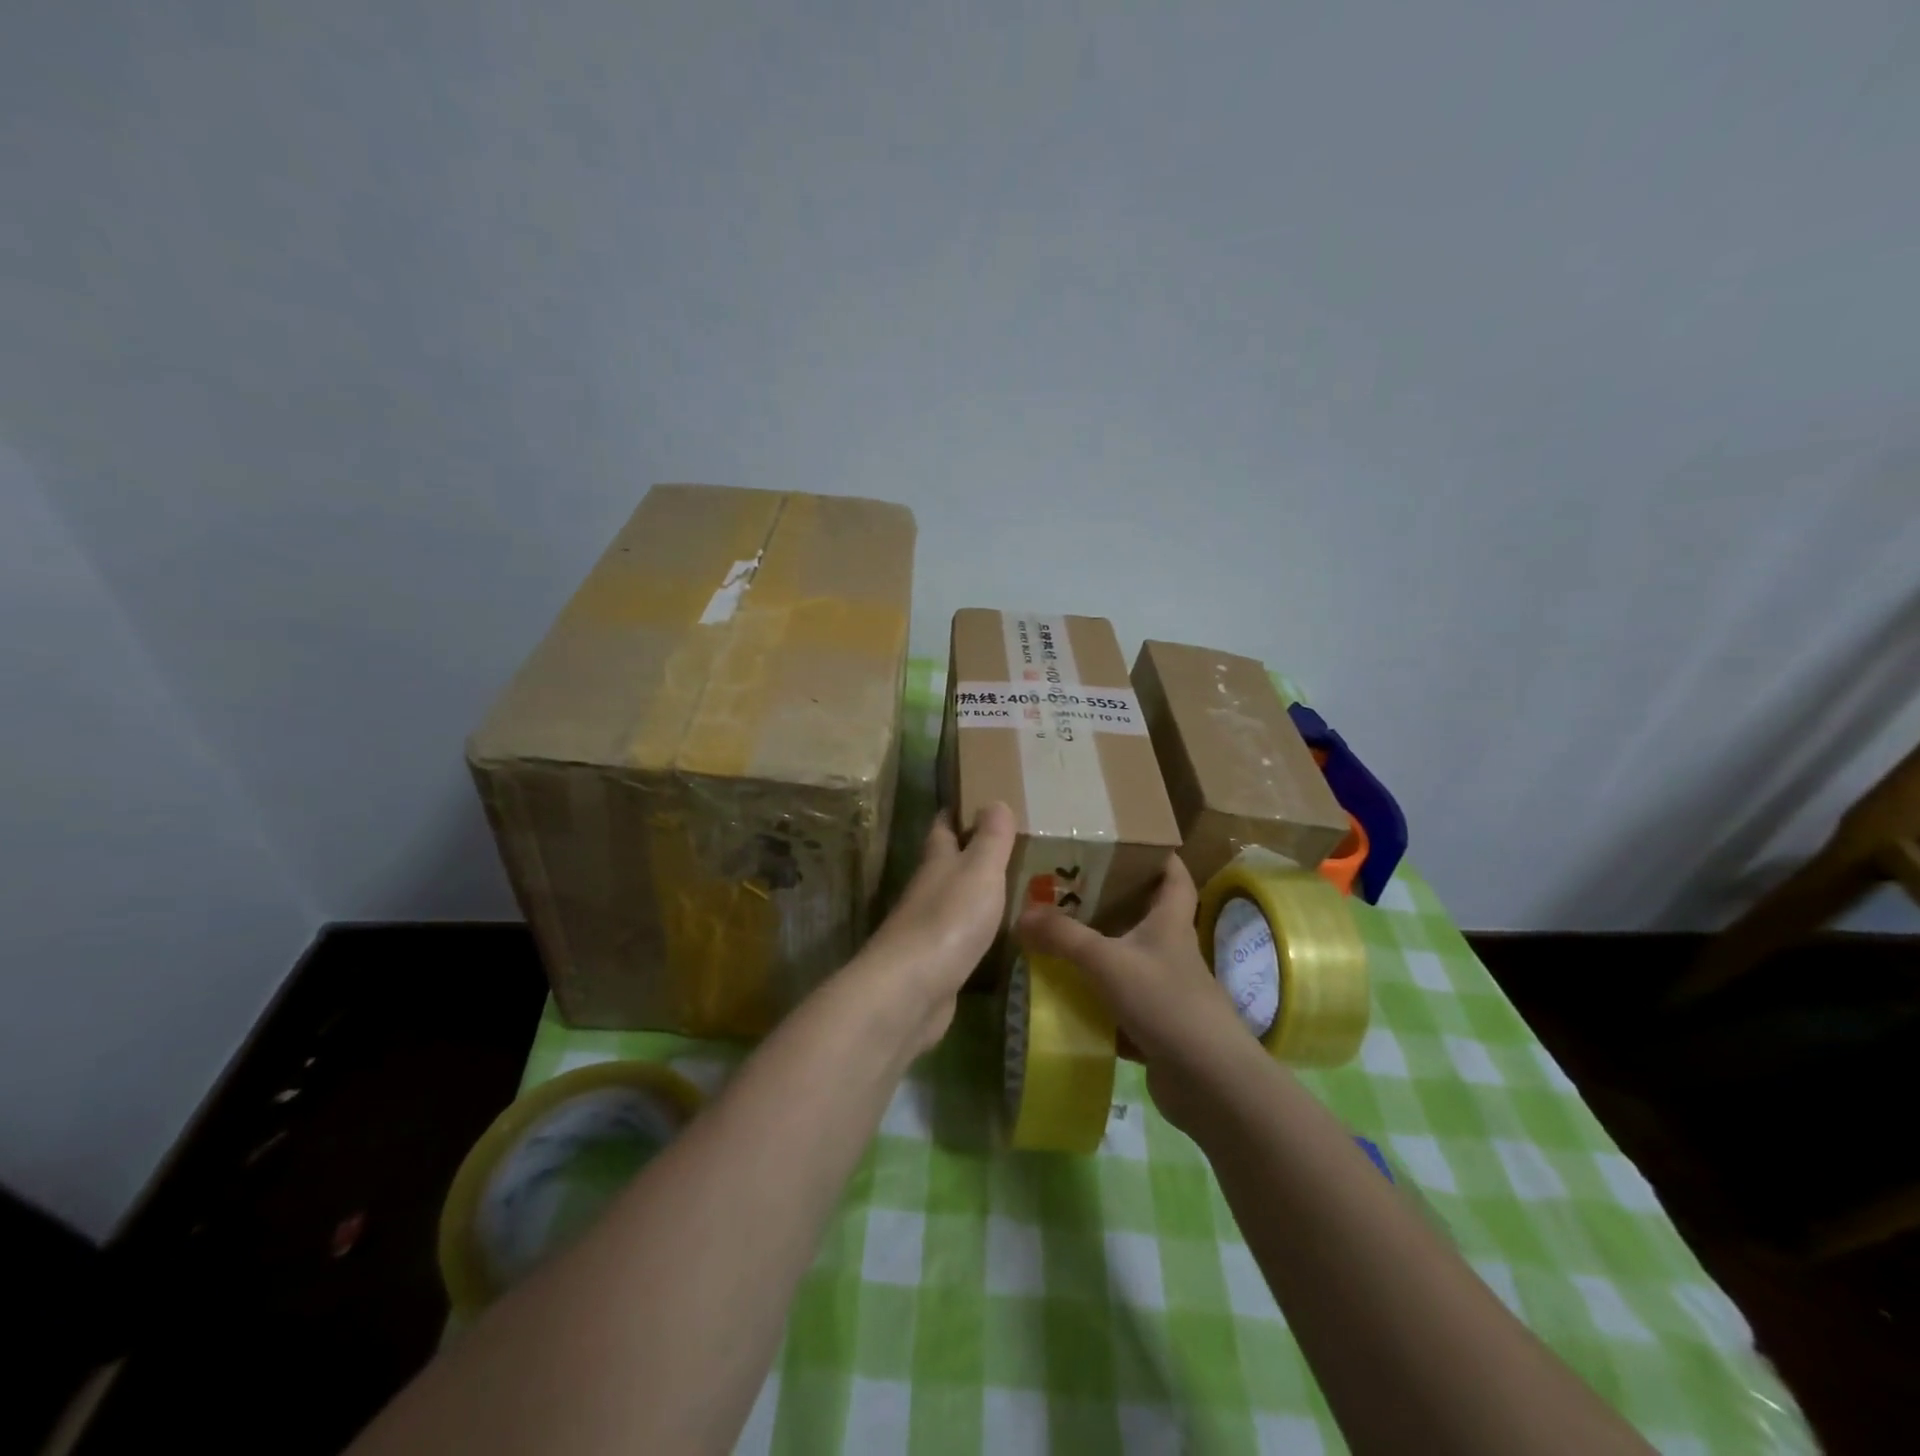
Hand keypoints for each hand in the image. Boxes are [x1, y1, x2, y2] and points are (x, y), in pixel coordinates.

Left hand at [854, 802, 1016, 1053]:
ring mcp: (928, 929)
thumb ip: (990, 838)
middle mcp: (928, 890)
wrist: (911, 990)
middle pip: (946, 864)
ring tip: (1011, 887)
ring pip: (953, 900)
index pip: (943, 827)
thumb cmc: (949, 920)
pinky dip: (976, 930)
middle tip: (1007, 847)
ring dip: (975, 893)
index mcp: (936, 862)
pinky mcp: (935, 963)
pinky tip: (996, 935)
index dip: (956, 812)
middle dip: (970, 853)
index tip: (976, 800)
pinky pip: (959, 937)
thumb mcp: (979, 870)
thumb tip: (994, 801)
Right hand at [1016, 854, 1253, 1132]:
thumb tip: (1022, 915)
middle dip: (1114, 904)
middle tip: (1071, 891)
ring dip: (1101, 954)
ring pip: (1131, 962)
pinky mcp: (1158, 1027)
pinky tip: (1068, 999)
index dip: (1160, 858)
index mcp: (1171, 924)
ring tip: (1059, 941)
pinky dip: (1098, 1001)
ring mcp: (1168, 992)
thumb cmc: (1165, 1002)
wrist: (1208, 1081)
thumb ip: (1063, 937)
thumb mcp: (1107, 961)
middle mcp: (1172, 952)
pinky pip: (1122, 1005)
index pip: (1175, 878)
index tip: (1132, 844)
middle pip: (1147, 917)